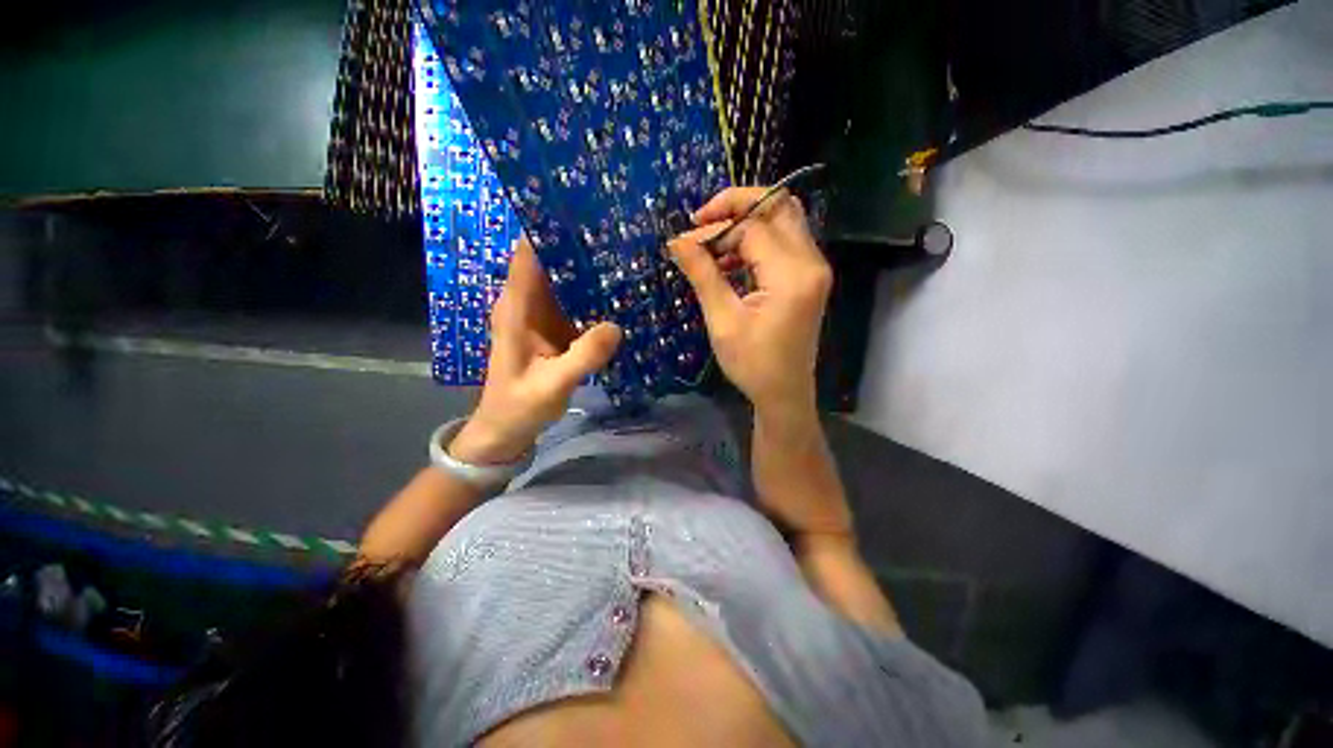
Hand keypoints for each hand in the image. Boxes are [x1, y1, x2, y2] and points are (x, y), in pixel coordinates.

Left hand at [450, 238, 621, 463]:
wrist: (506, 429)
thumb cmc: (519, 406)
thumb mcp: (552, 385)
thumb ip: (583, 357)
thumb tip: (616, 326)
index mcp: (516, 308)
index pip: (527, 255)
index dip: (547, 228)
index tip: (581, 211)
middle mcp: (526, 303)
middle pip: (549, 260)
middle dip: (576, 243)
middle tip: (615, 230)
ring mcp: (541, 315)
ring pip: (563, 279)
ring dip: (586, 266)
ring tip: (622, 252)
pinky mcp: (554, 328)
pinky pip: (573, 300)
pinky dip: (591, 292)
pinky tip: (616, 289)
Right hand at [669, 187, 830, 413]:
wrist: (784, 393)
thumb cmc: (753, 364)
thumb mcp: (723, 321)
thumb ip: (703, 275)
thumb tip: (678, 240)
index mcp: (792, 275)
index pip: (752, 228)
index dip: (715, 229)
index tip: (685, 242)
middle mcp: (811, 262)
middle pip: (779, 206)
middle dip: (737, 205)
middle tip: (703, 221)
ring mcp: (814, 268)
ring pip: (783, 220)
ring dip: (746, 223)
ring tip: (712, 243)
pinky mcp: (808, 277)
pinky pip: (784, 241)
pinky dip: (756, 240)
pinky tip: (731, 257)